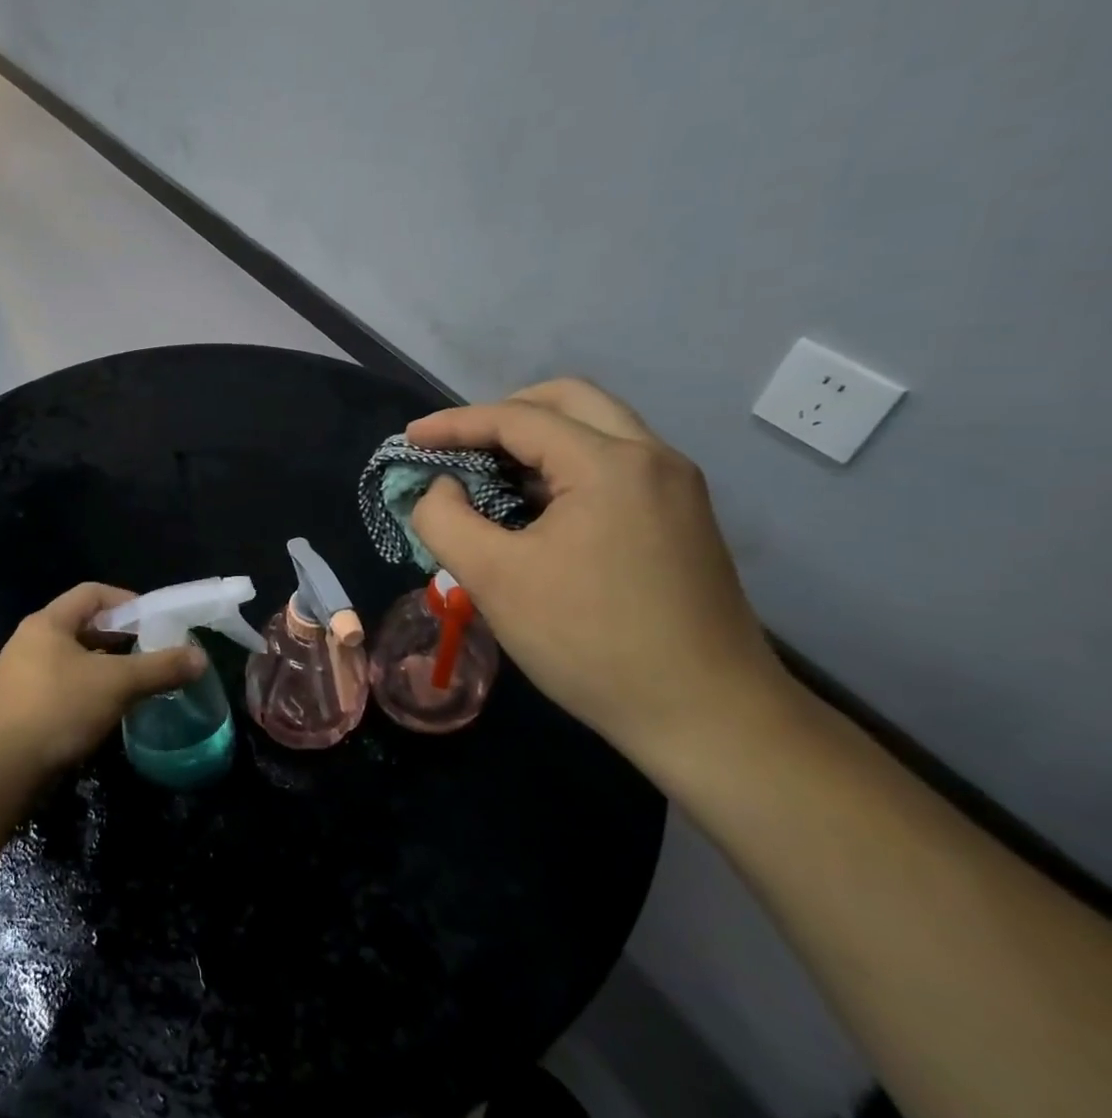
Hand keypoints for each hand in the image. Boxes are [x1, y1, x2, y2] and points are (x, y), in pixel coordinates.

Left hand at [0, 584, 205, 777]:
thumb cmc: (57, 710)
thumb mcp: (116, 684)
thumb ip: (159, 668)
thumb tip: (200, 657)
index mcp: (48, 622)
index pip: (92, 593)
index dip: (127, 600)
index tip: (155, 620)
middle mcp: (31, 640)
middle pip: (83, 625)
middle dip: (120, 636)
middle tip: (152, 651)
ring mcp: (22, 674)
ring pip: (73, 658)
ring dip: (105, 665)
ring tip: (136, 681)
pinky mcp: (20, 706)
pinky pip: (62, 685)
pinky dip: (88, 689)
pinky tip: (107, 710)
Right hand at [407, 379, 782, 756]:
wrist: (709, 717)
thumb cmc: (590, 642)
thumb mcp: (493, 579)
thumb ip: (445, 520)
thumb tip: (440, 488)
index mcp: (609, 463)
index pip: (516, 419)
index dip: (453, 424)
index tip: (408, 439)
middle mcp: (651, 458)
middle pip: (569, 400)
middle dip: (503, 413)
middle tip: (460, 446)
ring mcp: (675, 488)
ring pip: (596, 429)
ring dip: (536, 441)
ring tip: (489, 479)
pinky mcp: (682, 519)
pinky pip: (614, 465)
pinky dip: (565, 467)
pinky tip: (536, 509)